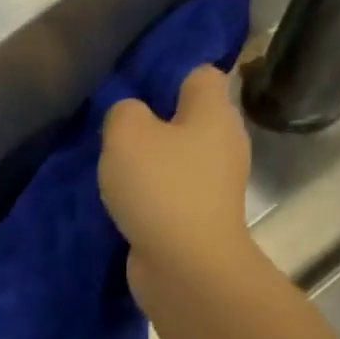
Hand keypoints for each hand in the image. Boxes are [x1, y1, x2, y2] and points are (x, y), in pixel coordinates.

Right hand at [98, 65, 254, 299]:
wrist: (185, 264)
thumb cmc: (160, 188)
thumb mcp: (126, 135)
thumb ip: (123, 112)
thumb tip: (128, 114)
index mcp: (213, 112)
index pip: (200, 74)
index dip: (169, 76)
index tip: (135, 91)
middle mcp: (223, 142)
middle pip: (190, 119)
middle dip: (156, 124)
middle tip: (117, 136)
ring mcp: (215, 184)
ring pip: (179, 158)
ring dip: (151, 164)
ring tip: (116, 172)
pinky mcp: (200, 217)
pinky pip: (173, 192)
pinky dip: (152, 196)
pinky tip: (127, 203)